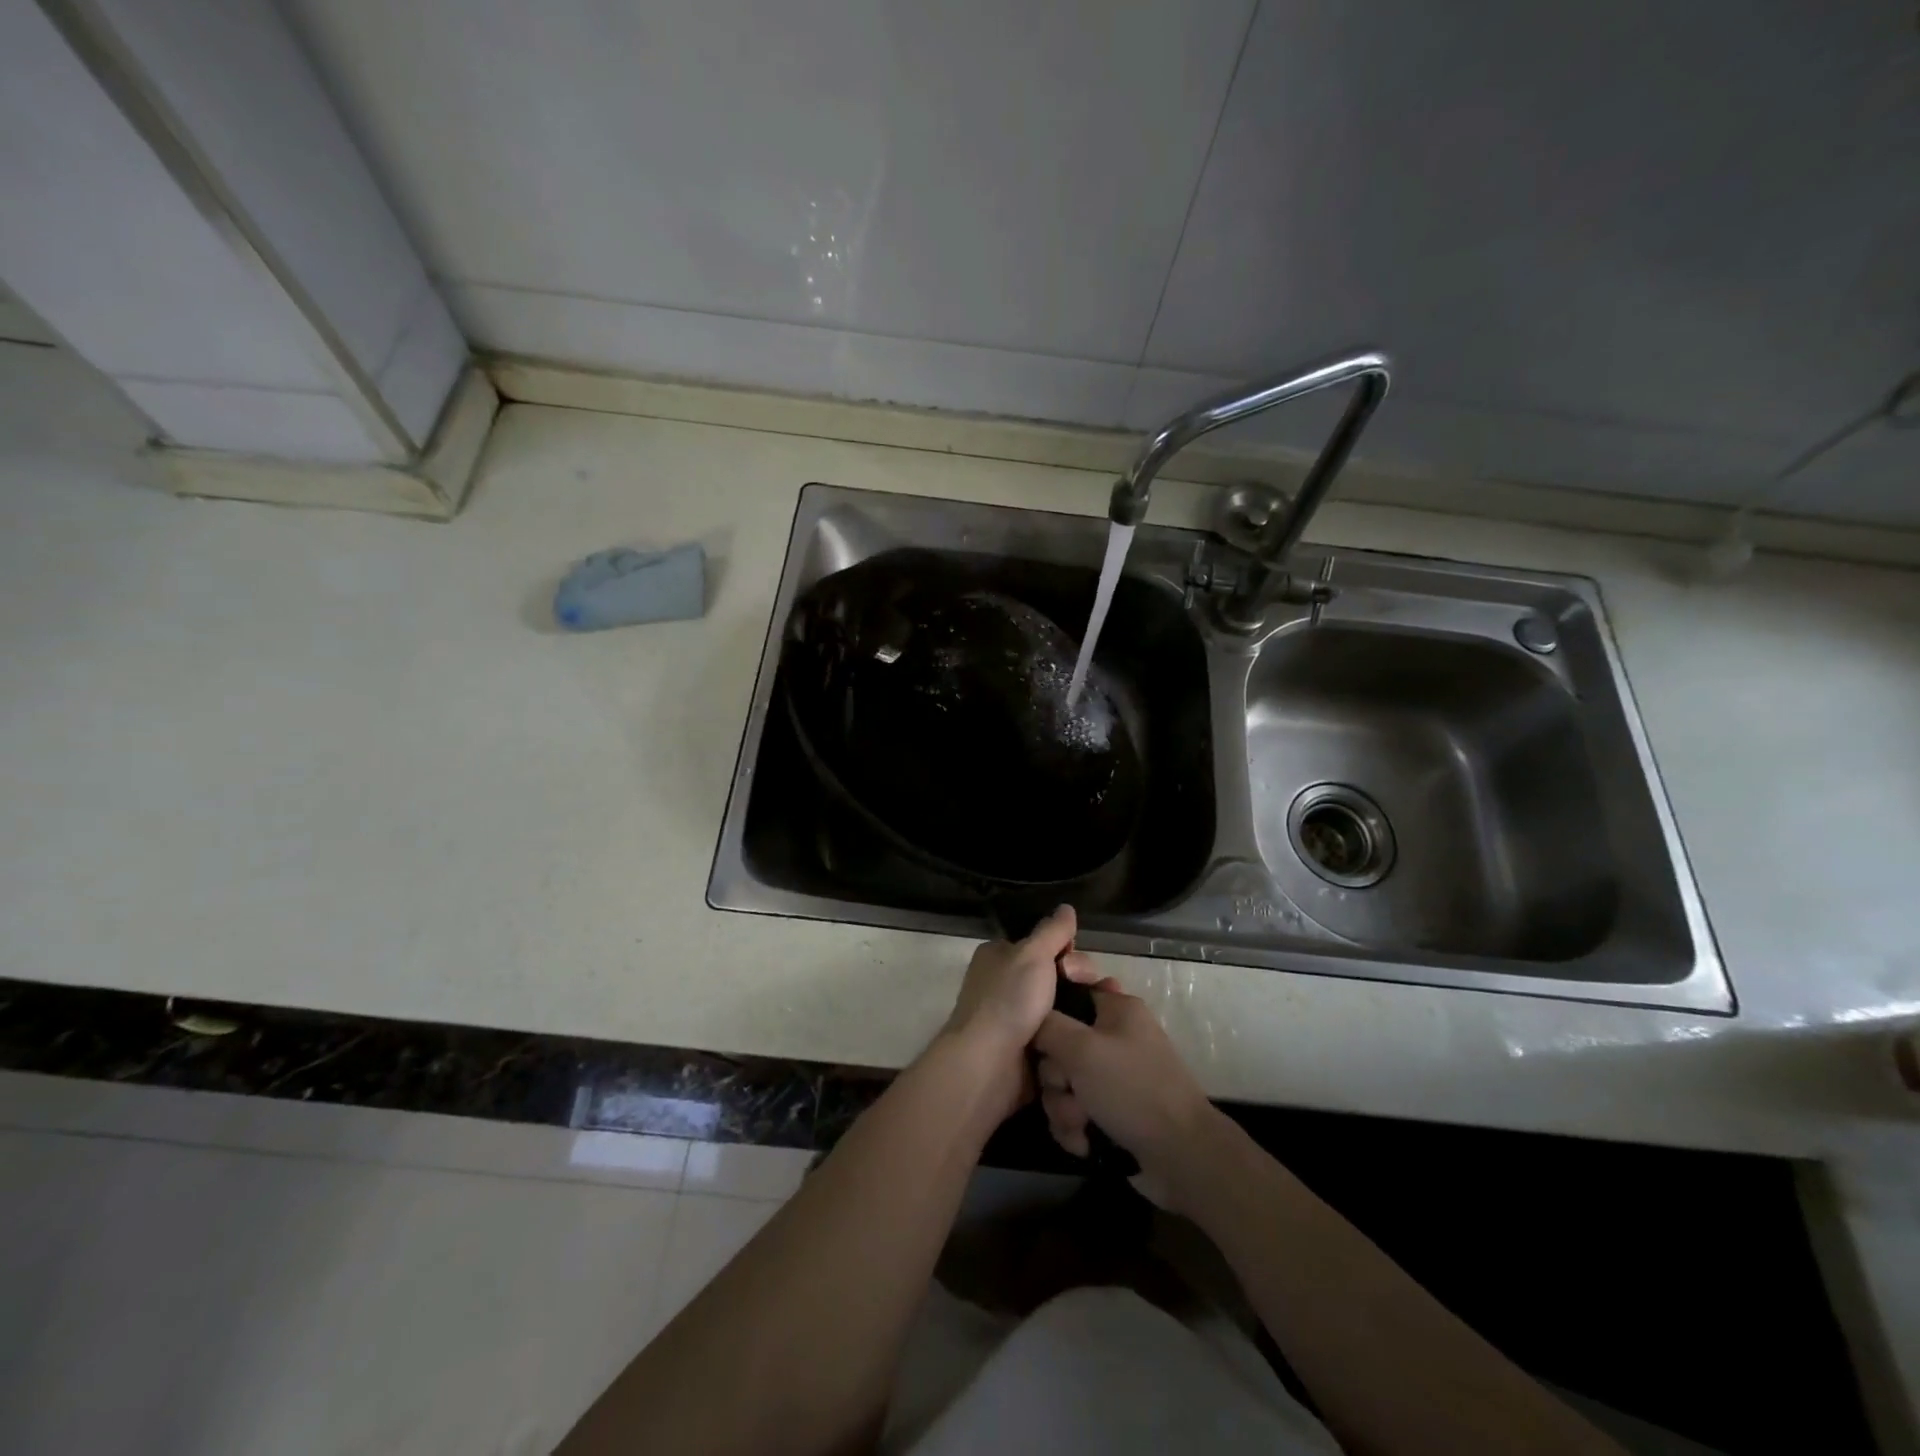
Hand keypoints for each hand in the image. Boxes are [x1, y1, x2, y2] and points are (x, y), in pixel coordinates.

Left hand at [941, 905, 1097, 1117]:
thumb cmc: (1008, 1000)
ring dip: (1082, 1012)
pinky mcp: (1029, 1050)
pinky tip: (1095, 1037)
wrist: (988, 1066)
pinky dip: (1074, 1036)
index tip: (1078, 964)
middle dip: (1079, 982)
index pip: (1041, 945)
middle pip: (1056, 976)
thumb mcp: (1032, 954)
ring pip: (1062, 1008)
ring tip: (1107, 1016)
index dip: (1066, 951)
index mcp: (999, 957)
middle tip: (1095, 990)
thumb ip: (1052, 931)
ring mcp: (1017, 1019)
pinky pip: (1060, 1037)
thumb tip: (1066, 908)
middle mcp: (1005, 985)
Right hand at [1031, 980, 1217, 1199]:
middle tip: (1068, 1091)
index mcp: (1116, 1009)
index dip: (1050, 1015)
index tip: (1041, 1037)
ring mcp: (1114, 1076)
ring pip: (1065, 1083)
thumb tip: (1031, 1019)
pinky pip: (1076, 1110)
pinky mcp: (1113, 1111)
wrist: (1181, 1156)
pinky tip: (1084, 1143)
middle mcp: (1114, 1037)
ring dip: (1064, 1108)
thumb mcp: (1082, 1049)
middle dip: (1056, 1078)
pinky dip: (1076, 1127)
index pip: (1070, 993)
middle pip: (1060, 1046)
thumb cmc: (1131, 1089)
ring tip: (1080, 1125)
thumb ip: (1047, 1026)